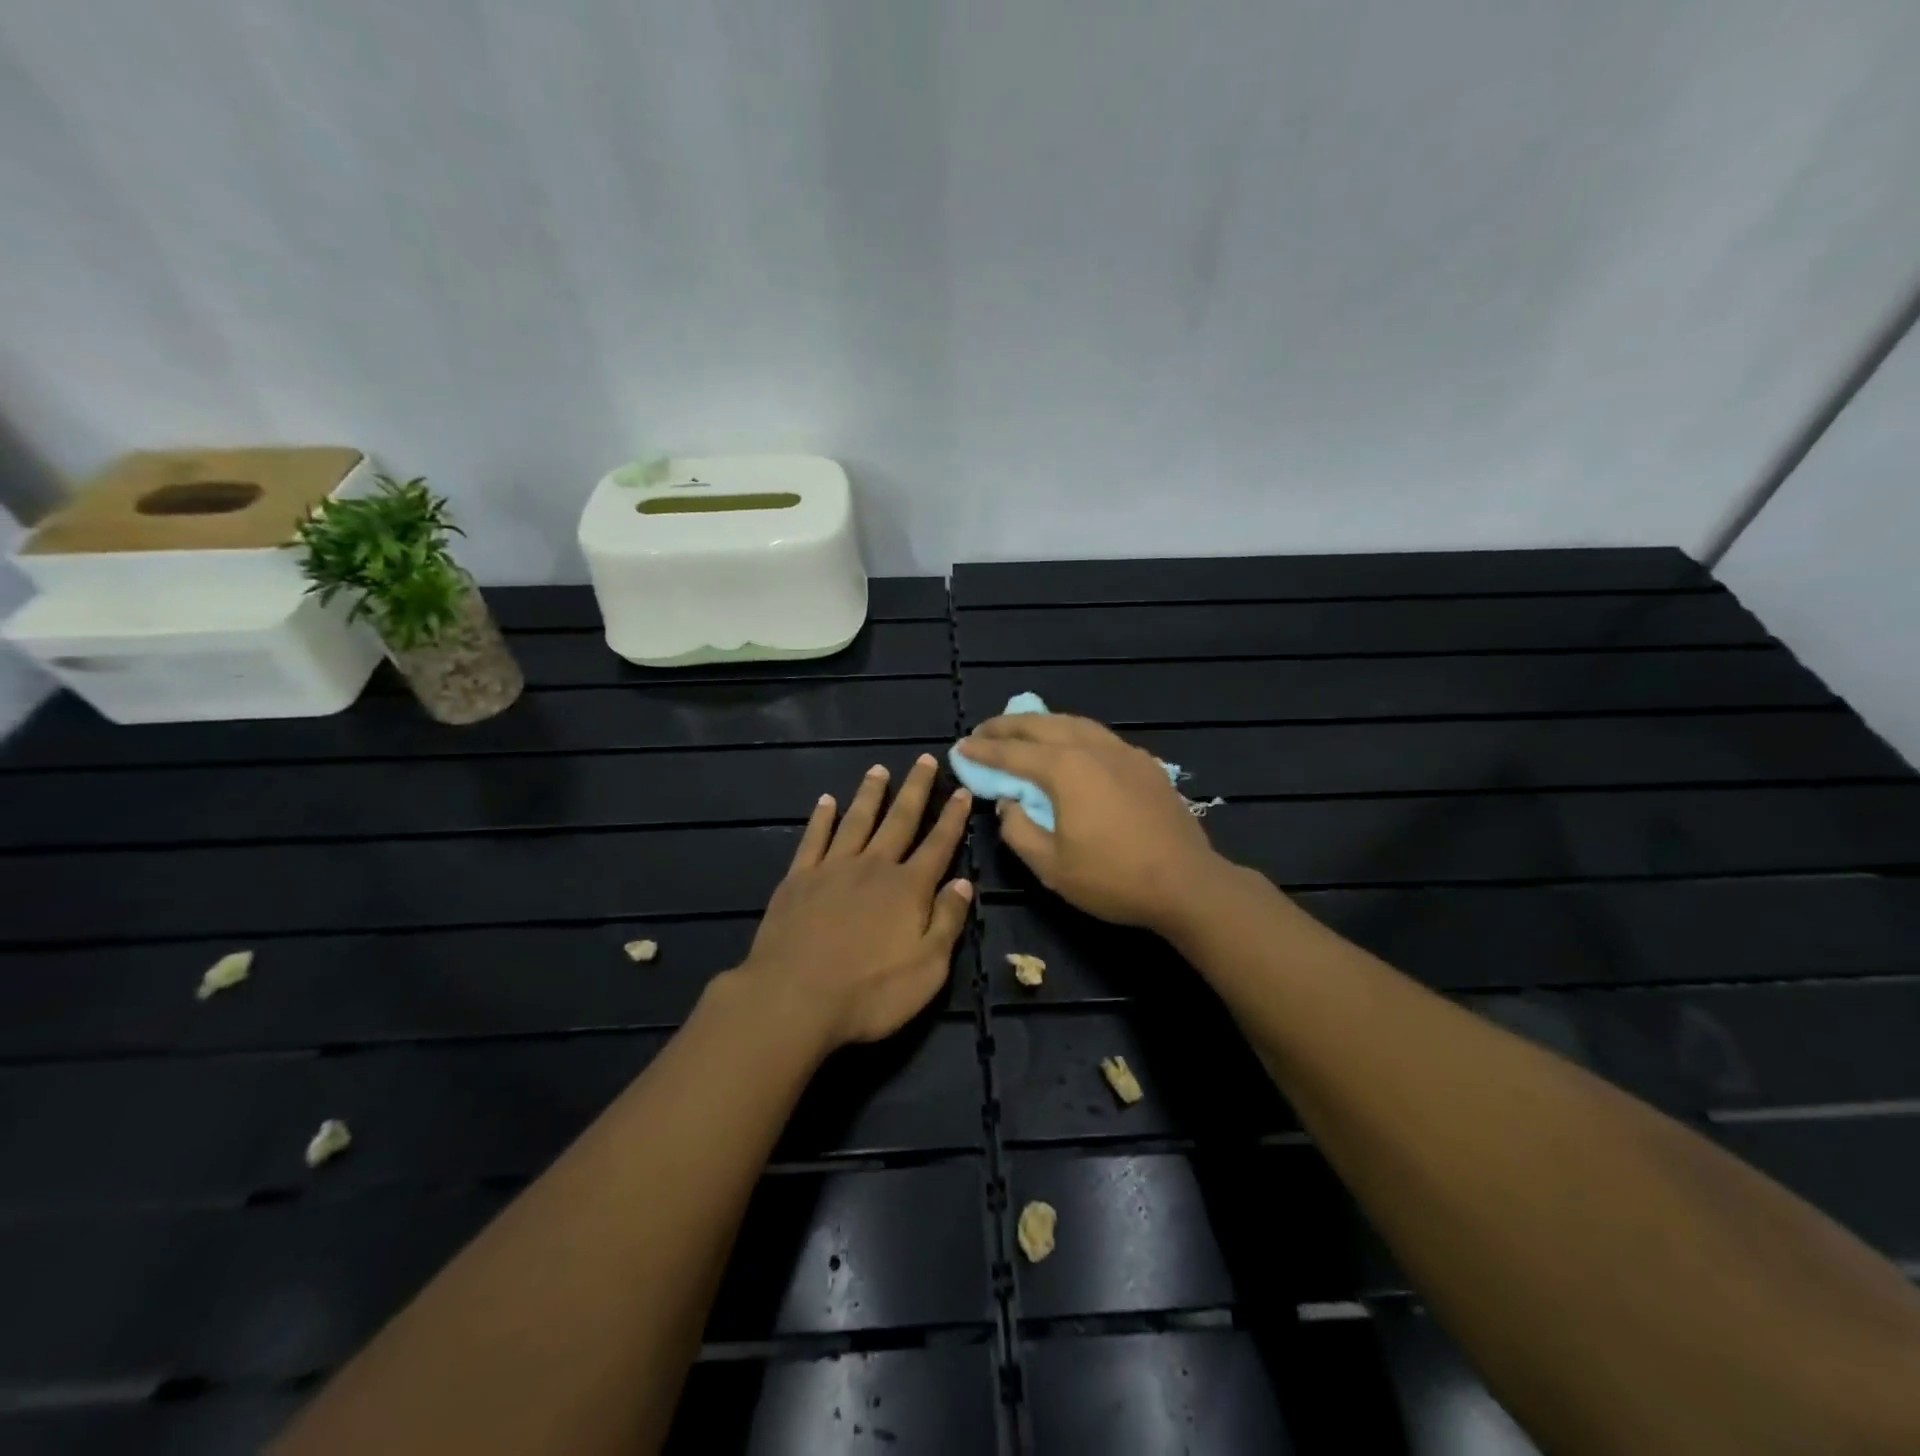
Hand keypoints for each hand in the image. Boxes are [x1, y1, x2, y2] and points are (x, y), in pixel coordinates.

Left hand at [732, 753, 973, 1053]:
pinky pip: (814, 838)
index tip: (962, 791)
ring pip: (857, 820)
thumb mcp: (927, 968)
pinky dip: (822, 818)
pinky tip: (826, 801)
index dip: (952, 818)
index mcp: (908, 888)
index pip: (938, 845)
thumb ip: (947, 922)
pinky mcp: (798, 879)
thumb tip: (963, 883)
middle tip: (925, 760)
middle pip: (900, 820)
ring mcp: (832, 868)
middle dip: (916, 790)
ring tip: (879, 770)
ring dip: (870, 794)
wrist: (793, 998)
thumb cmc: (869, 992)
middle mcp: (873, 867)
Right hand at [954, 714, 1224, 932]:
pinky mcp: (1145, 763)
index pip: (1012, 753)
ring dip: (1042, 723)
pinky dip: (1074, 733)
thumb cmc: (1113, 878)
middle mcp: (1092, 748)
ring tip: (1022, 730)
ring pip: (1074, 723)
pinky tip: (1072, 746)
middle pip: (1042, 725)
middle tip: (983, 731)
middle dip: (1008, 725)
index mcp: (1065, 769)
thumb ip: (1018, 829)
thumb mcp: (1051, 866)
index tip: (960, 747)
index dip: (983, 751)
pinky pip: (1100, 736)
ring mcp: (1123, 752)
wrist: (1186, 883)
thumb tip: (1009, 803)